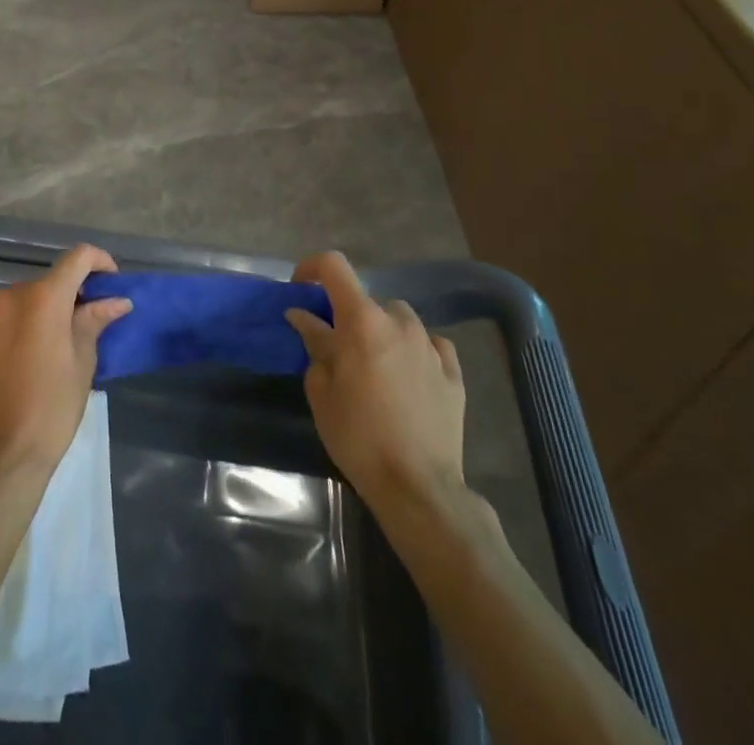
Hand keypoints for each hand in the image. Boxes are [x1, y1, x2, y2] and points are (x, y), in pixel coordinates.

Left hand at [0, 244, 132, 480]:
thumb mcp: (83, 364)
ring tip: (46, 350)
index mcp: (43, 298)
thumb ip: (94, 321)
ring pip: (16, 303)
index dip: (98, 262)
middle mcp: (8, 297)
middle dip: (66, 298)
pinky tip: (16, 365)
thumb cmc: (51, 408)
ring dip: (35, 315)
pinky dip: (9, 334)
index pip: (77, 258)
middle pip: (45, 283)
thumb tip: (116, 300)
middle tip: (81, 328)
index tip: (110, 283)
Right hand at [285, 252, 468, 511]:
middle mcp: (399, 322)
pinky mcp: (453, 374)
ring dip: (383, 331)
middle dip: (348, 316)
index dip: (312, 268)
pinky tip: (409, 374)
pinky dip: (415, 351)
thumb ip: (315, 345)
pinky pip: (431, 346)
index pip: (334, 266)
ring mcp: (431, 346)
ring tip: (375, 364)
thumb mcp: (321, 390)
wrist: (418, 486)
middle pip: (367, 300)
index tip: (300, 291)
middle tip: (337, 349)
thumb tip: (304, 317)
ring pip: (400, 319)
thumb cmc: (357, 435)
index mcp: (362, 320)